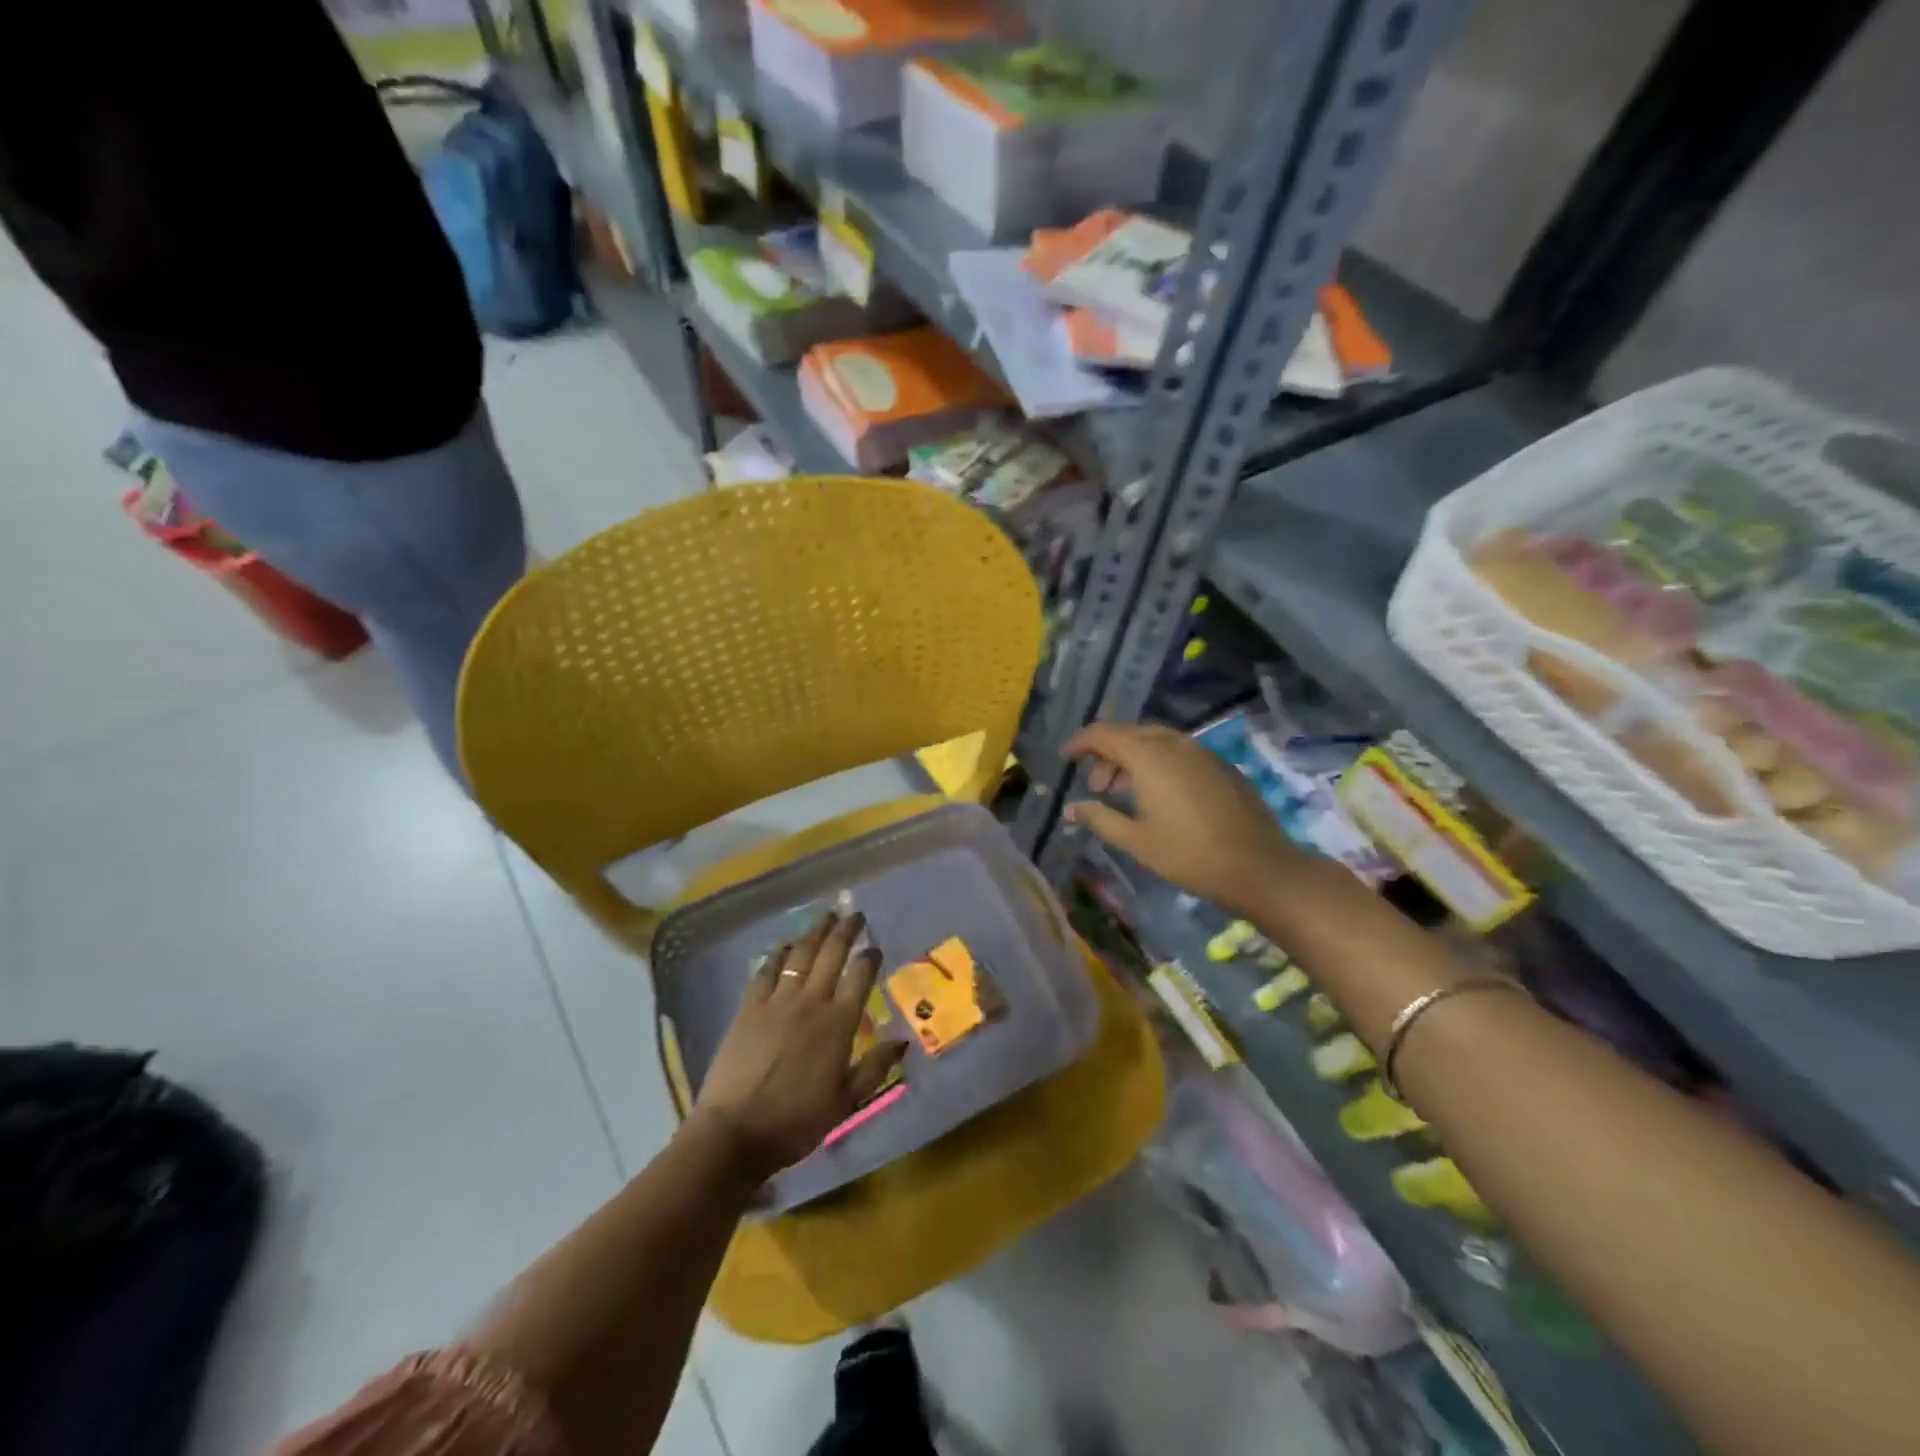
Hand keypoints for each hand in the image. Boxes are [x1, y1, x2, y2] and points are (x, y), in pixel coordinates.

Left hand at [691, 912, 907, 1183]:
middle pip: (832, 954)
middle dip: (846, 930)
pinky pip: (766, 970)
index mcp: (838, 1023)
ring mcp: (777, 1001)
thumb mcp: (846, 1102)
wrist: (736, 1132)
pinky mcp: (749, 1007)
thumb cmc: (796, 1121)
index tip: (875, 948)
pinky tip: (785, 945)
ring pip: (800, 954)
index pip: (860, 976)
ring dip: (815, 932)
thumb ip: (875, 1068)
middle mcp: (811, 1002)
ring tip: (825, 916)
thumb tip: (902, 1041)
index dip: (870, 957)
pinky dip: (778, 953)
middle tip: (854, 914)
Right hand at [1064, 721, 1304, 916]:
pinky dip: (1158, 763)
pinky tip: (1158, 795)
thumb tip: (1071, 809)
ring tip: (1124, 793)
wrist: (1258, 866)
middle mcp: (1174, 743)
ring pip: (1155, 741)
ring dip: (1132, 758)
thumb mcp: (1136, 840)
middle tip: (1096, 787)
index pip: (1103, 734)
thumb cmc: (1189, 854)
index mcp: (1149, 756)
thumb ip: (1099, 818)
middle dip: (1106, 754)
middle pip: (1129, 733)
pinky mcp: (1220, 765)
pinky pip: (1178, 752)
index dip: (1080, 743)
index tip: (1066, 760)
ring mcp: (1201, 752)